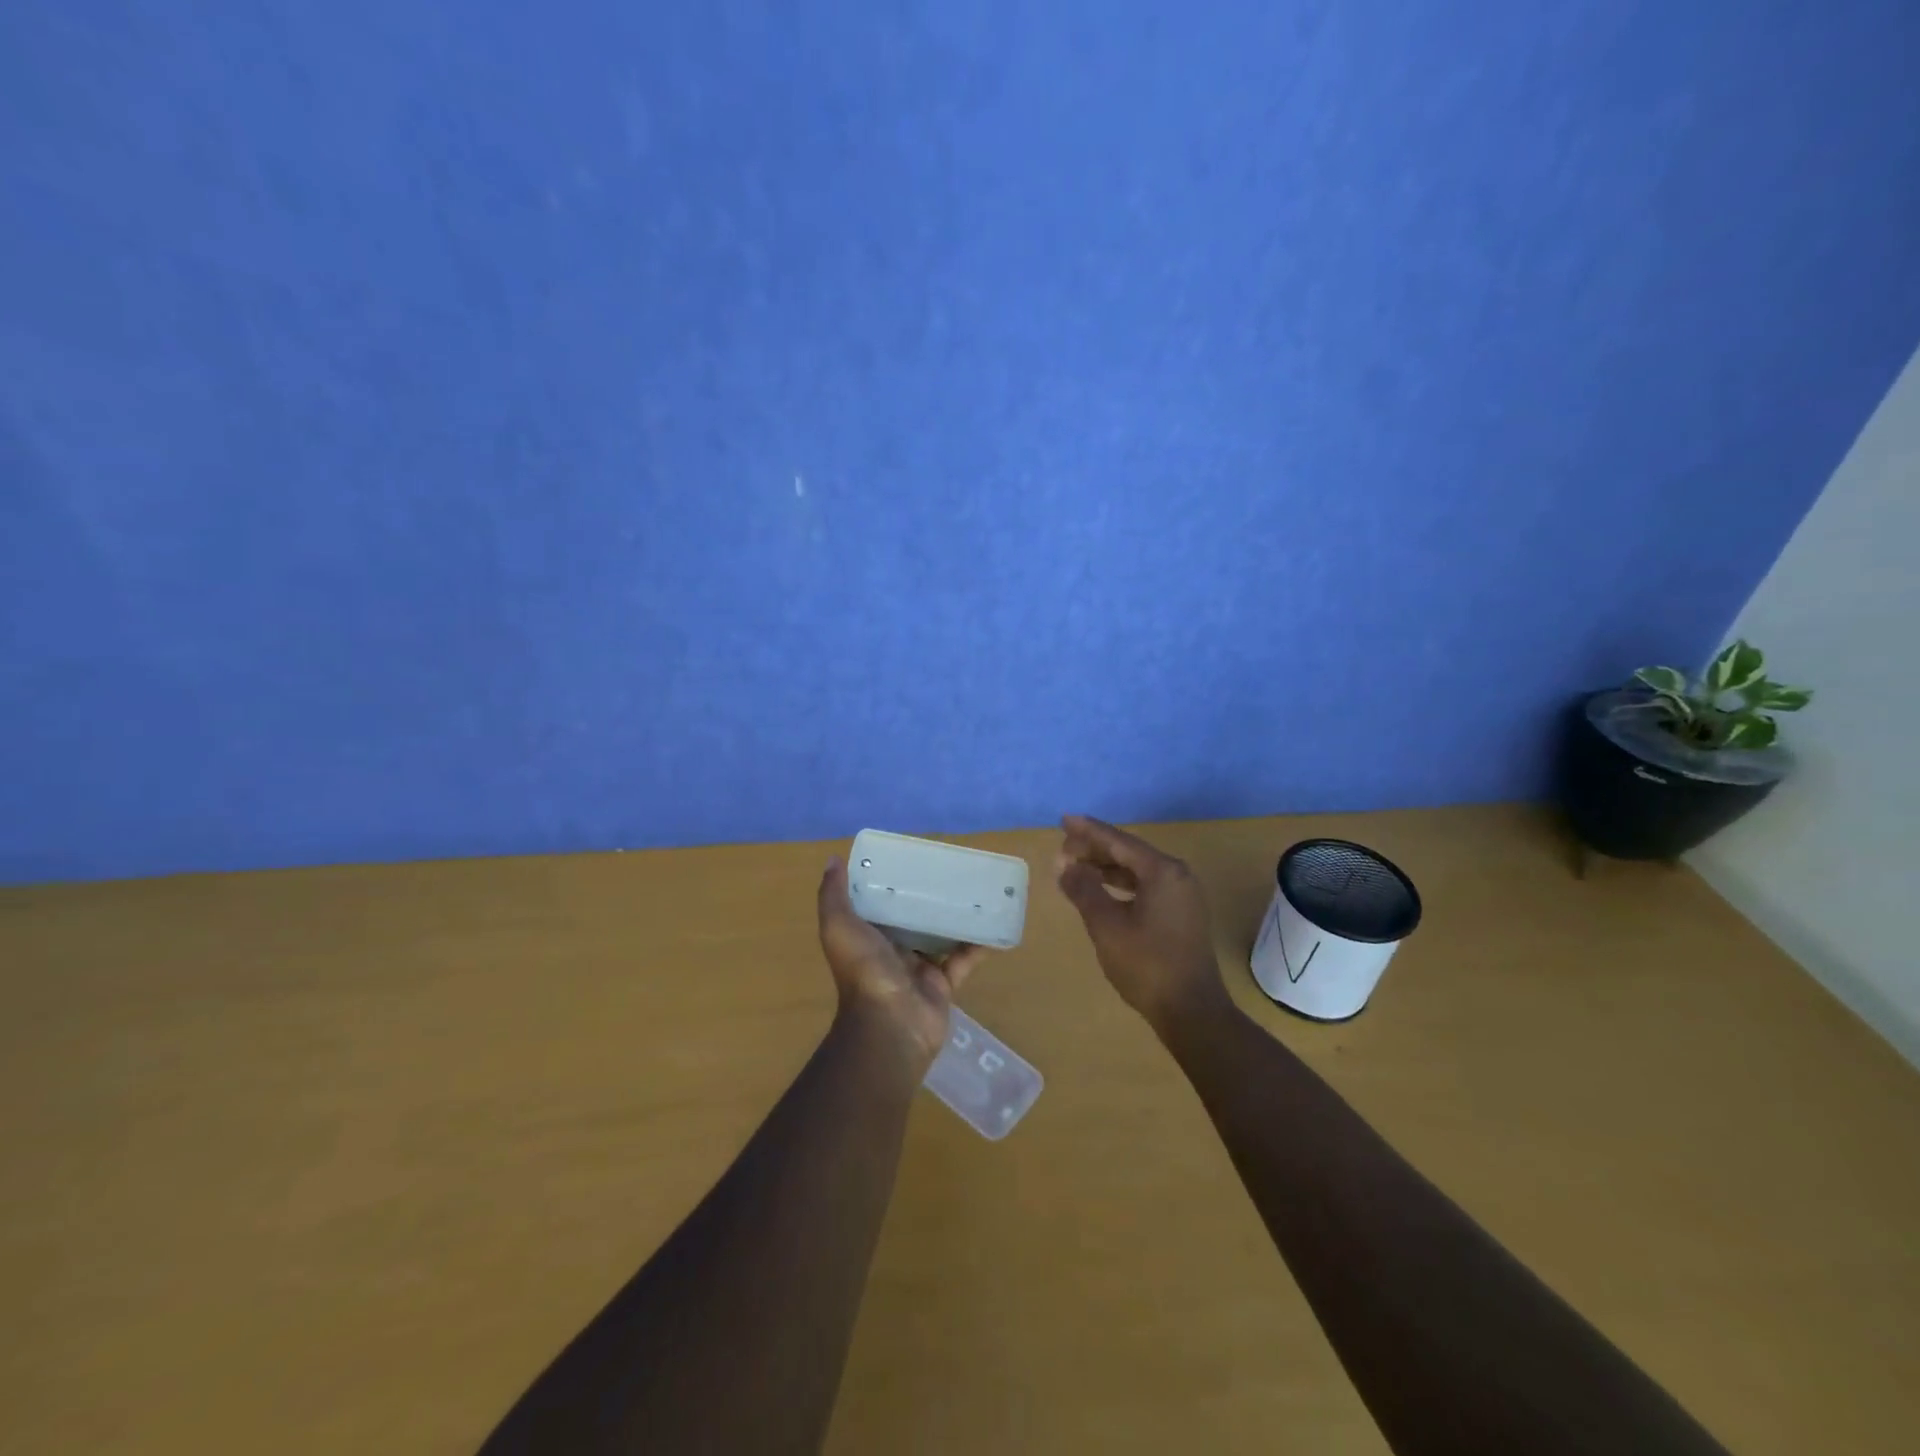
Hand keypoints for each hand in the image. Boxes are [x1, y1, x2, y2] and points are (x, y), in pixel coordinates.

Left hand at [817, 857, 985, 1072]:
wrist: (889, 1024)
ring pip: (940, 936)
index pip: (878, 903)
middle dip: (927, 896)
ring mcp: (918, 969)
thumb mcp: (838, 926)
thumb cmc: (863, 970)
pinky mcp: (943, 984)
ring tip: (976, 889)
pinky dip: (979, 945)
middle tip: (950, 868)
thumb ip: (833, 895)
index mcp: (866, 935)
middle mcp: (891, 950)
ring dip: (955, 917)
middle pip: (912, 918)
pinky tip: (995, 925)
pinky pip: (964, 961)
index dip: (890, 882)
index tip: (909, 856)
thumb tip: (833, 860)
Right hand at [1055, 814, 1230, 1032]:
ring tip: (1076, 867)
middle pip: (1129, 852)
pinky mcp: (1181, 914)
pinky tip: (1102, 890)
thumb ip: (1084, 890)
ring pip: (1137, 870)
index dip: (1088, 830)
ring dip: (1106, 867)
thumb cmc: (1146, 965)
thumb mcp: (1106, 926)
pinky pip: (1146, 886)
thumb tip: (1065, 865)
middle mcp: (1177, 875)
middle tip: (1063, 848)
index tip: (1064, 820)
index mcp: (1162, 871)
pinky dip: (1121, 884)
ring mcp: (1182, 895)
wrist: (1192, 1010)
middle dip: (1095, 849)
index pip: (1118, 841)